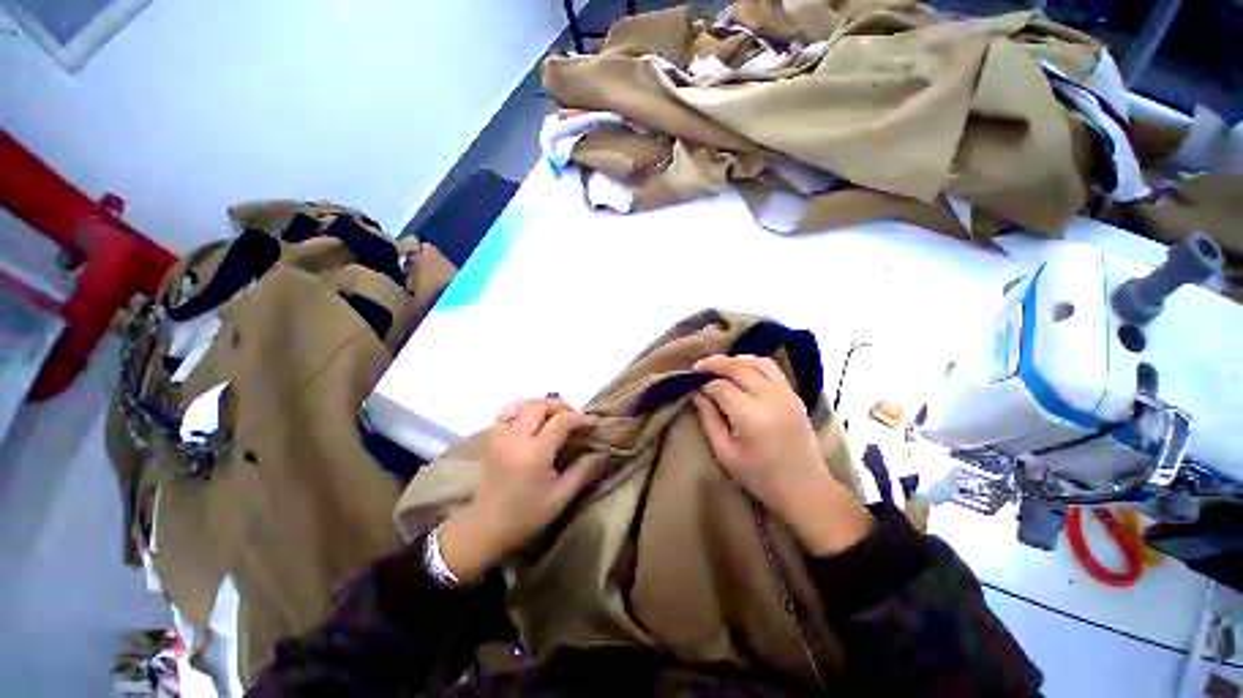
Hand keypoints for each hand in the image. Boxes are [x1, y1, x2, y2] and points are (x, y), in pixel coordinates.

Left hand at [440, 397, 603, 580]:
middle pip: (540, 406)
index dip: (580, 418)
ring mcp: (499, 436)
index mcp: (533, 454)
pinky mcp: (491, 438)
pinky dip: (523, 409)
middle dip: (562, 407)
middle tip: (575, 419)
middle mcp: (515, 438)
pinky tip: (533, 420)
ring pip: (523, 404)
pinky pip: (507, 412)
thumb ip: (583, 471)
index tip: (593, 423)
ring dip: (543, 405)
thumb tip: (603, 453)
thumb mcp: (560, 497)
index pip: (561, 421)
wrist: (486, 527)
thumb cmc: (526, 515)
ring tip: (555, 418)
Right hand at [691, 355, 872, 554]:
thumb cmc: (760, 477)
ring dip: (735, 360)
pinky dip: (753, 363)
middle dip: (715, 364)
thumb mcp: (725, 453)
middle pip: (739, 367)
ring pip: (758, 362)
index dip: (704, 385)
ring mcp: (787, 394)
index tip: (693, 388)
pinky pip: (772, 368)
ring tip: (719, 366)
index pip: (721, 387)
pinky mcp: (795, 395)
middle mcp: (771, 398)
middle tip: (698, 367)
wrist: (806, 489)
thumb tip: (698, 393)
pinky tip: (741, 370)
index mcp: (752, 417)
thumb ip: (709, 419)